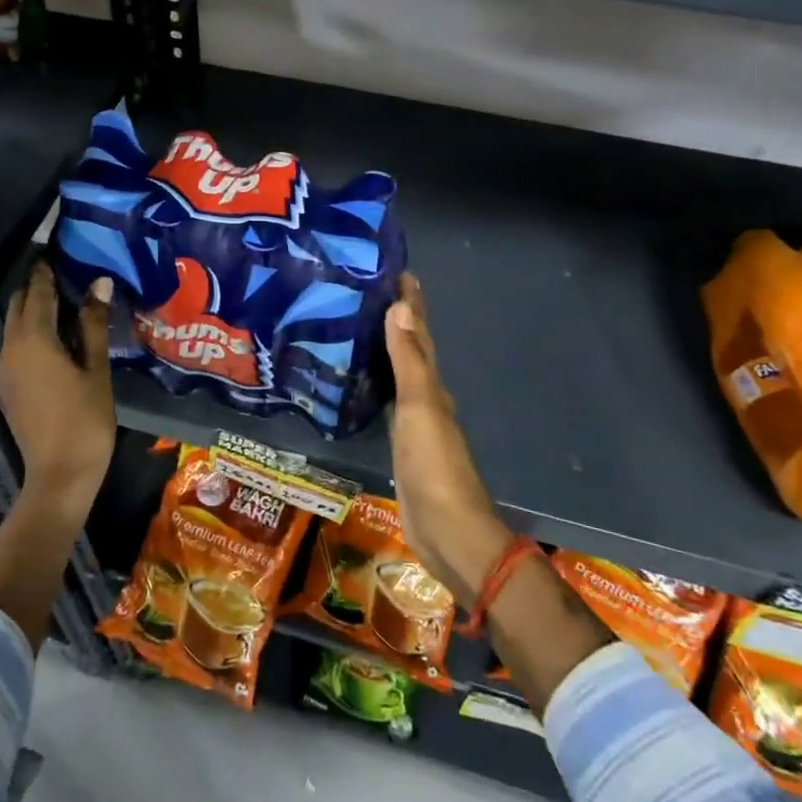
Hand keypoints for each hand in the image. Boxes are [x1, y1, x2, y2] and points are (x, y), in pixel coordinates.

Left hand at [0, 262, 115, 510]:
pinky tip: (57, 337)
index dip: (48, 269)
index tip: (60, 249)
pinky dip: (32, 331)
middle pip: (20, 304)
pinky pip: (16, 344)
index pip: (38, 291)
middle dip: (39, 286)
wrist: (59, 475)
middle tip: (68, 274)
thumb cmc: (85, 420)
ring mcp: (5, 368)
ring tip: (67, 302)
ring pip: (15, 325)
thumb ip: (93, 324)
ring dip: (34, 309)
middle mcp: (11, 348)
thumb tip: (98, 282)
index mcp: (33, 340)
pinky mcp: (8, 385)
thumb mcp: (96, 369)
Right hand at [386, 272, 515, 597]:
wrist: (447, 531)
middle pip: (410, 349)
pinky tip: (355, 383)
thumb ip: (408, 360)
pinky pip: (385, 402)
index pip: (420, 333)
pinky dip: (374, 385)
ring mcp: (413, 423)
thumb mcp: (419, 407)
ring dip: (384, 350)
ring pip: (398, 374)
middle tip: (364, 292)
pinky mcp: (399, 445)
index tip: (395, 270)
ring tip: (354, 327)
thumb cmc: (434, 465)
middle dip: (395, 320)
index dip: (411, 303)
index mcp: (432, 385)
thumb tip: (400, 306)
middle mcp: (425, 398)